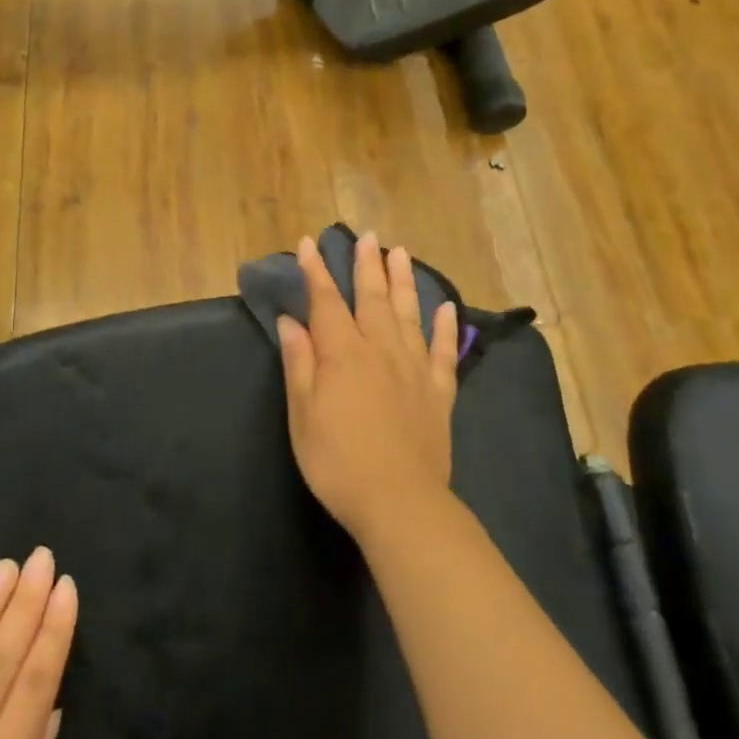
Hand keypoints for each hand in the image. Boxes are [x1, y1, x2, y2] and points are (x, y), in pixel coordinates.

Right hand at [276, 232, 459, 542]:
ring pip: (409, 314)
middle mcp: (380, 351)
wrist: (399, 502)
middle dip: (367, 265)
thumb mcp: (302, 415)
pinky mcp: (438, 392)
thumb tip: (292, 322)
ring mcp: (414, 369)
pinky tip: (447, 308)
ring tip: (401, 253)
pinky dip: (446, 327)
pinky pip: (443, 351)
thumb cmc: (337, 461)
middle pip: (372, 299)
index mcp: (343, 355)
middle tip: (368, 236)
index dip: (317, 272)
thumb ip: (299, 364)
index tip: (309, 244)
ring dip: (404, 282)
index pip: (327, 302)